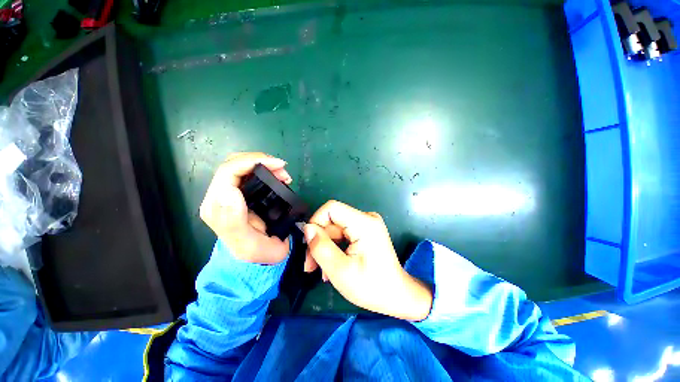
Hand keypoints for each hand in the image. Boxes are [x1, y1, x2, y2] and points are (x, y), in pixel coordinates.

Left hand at [200, 152, 291, 263]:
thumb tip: (229, 190)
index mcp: (217, 207)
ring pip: (242, 165)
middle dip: (260, 161)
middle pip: (234, 164)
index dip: (252, 162)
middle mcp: (220, 196)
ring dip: (264, 164)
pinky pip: (249, 172)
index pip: (228, 172)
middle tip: (283, 170)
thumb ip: (234, 221)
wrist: (260, 257)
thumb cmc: (256, 252)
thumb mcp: (248, 244)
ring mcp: (230, 193)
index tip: (278, 165)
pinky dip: (265, 170)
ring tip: (284, 175)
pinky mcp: (240, 192)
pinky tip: (278, 177)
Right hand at [303, 201, 432, 320]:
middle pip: (332, 220)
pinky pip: (343, 234)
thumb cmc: (371, 287)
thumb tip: (307, 228)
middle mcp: (366, 218)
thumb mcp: (340, 271)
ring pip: (335, 229)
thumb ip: (321, 247)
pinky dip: (334, 248)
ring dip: (325, 248)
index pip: (331, 208)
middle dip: (319, 241)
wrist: (397, 296)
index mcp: (364, 223)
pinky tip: (332, 266)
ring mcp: (367, 224)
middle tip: (310, 266)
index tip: (308, 244)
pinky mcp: (365, 232)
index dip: (316, 222)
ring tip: (321, 271)